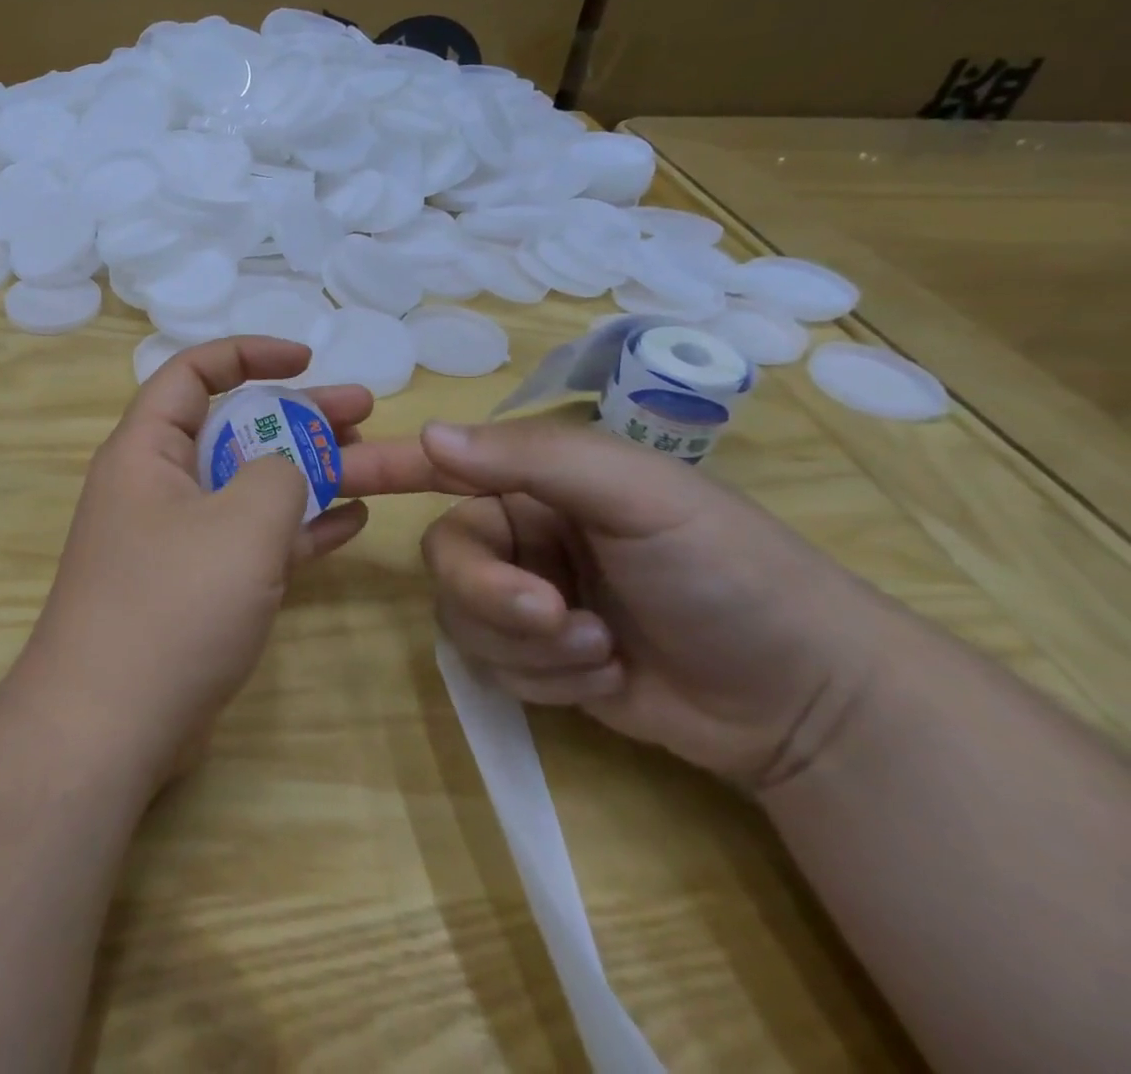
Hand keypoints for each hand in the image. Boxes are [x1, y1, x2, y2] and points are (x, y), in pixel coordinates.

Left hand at [9, 337, 406, 788]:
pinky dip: (295, 527)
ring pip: (247, 486)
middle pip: (232, 429)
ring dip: (305, 471)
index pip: (193, 373)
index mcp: (146, 449)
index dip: (249, 354)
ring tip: (370, 461)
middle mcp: (156, 485)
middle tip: (362, 412)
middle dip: (297, 416)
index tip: (306, 360)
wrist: (108, 726)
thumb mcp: (241, 523)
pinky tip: (350, 521)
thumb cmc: (171, 605)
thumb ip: (278, 473)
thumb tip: (283, 467)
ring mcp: (175, 539)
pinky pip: (250, 540)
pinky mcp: (194, 587)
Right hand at [408, 420, 893, 787]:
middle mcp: (522, 535)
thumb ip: (530, 460)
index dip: (385, 466)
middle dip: (492, 594)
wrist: (806, 701)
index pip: (443, 466)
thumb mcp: (637, 496)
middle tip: (553, 615)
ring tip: (601, 650)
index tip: (330, 473)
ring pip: (463, 618)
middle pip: (447, 558)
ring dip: (528, 643)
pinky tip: (606, 675)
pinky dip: (545, 677)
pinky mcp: (538, 660)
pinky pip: (493, 666)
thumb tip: (430, 436)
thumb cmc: (727, 570)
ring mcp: (527, 600)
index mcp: (538, 483)